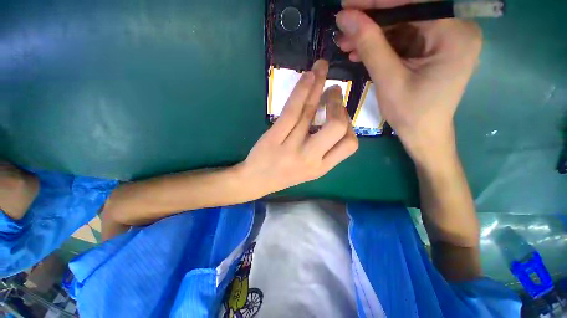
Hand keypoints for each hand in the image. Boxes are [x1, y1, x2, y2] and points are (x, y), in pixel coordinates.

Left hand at [239, 60, 357, 196]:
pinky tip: (308, 76)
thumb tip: (337, 121)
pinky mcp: (274, 138)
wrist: (255, 181)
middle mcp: (310, 159)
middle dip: (338, 105)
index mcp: (321, 168)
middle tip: (333, 91)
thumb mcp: (309, 169)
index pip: (349, 144)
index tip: (340, 114)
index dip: (349, 125)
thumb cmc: (284, 175)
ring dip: (319, 86)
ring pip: (311, 112)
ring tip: (321, 70)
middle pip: (337, 127)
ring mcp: (291, 148)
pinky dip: (302, 91)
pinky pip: (292, 111)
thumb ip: (325, 151)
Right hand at [336, 0, 481, 164]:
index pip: (412, 3)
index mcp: (454, 34)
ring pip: (401, 26)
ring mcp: (443, 39)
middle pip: (407, 13)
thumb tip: (346, 17)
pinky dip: (380, 45)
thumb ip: (370, 45)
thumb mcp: (388, 79)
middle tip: (343, 27)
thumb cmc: (411, 113)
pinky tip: (359, 51)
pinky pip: (402, 39)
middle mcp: (455, 29)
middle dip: (371, 21)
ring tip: (345, 43)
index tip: (347, 4)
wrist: (423, 134)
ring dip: (371, 34)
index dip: (377, 2)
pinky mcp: (431, 49)